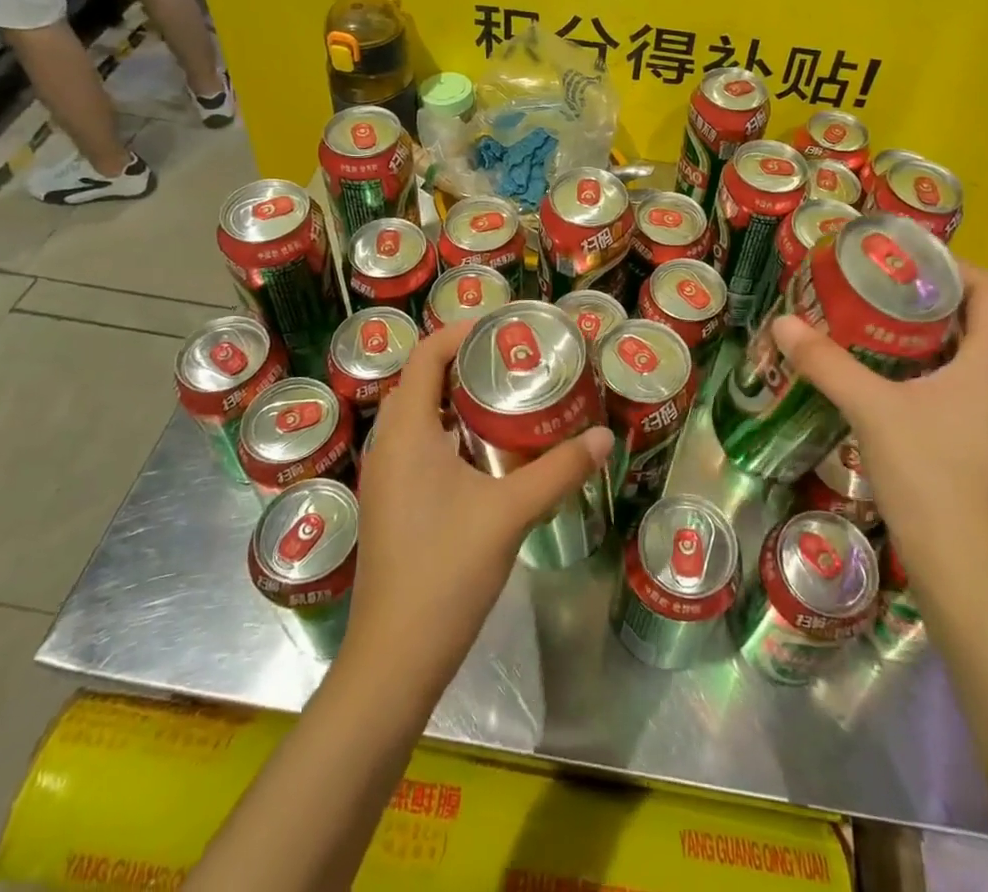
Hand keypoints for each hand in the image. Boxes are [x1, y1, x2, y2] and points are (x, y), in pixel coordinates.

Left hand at [346, 320, 612, 697]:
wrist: (395, 658)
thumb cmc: (446, 570)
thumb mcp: (510, 513)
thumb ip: (559, 470)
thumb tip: (603, 436)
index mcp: (406, 432)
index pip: (426, 355)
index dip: (462, 332)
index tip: (506, 329)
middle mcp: (387, 445)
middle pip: (421, 380)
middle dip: (464, 362)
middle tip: (515, 360)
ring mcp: (384, 477)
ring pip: (418, 415)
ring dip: (456, 398)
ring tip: (506, 397)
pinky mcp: (390, 504)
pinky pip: (417, 445)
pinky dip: (449, 431)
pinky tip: (487, 452)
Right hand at [772, 263, 987, 607]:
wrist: (960, 564)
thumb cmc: (928, 475)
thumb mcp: (871, 409)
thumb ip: (827, 362)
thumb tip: (783, 322)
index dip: (950, 263)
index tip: (900, 258)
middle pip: (971, 314)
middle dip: (922, 293)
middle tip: (870, 282)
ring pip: (959, 348)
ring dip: (917, 329)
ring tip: (865, 317)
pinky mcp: (972, 434)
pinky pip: (950, 378)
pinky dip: (917, 362)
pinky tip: (875, 369)